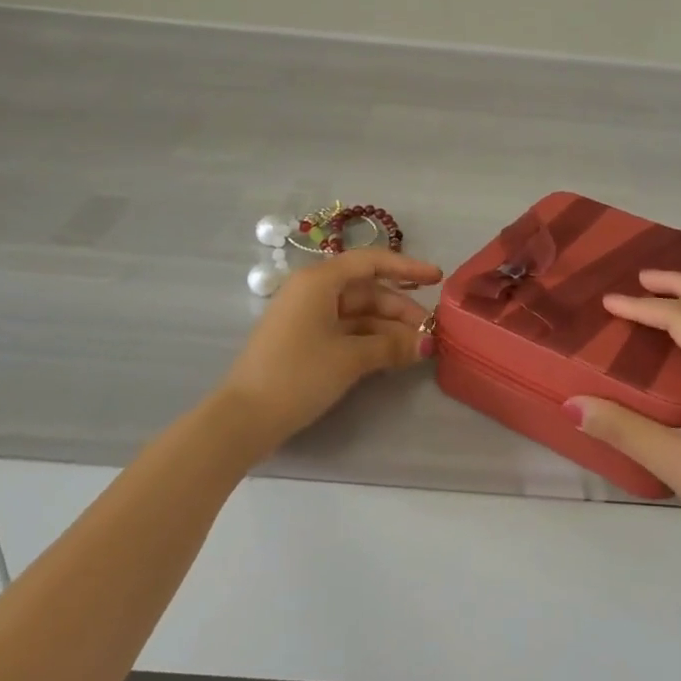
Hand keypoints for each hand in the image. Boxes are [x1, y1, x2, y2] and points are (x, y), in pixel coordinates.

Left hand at [216, 248, 442, 452]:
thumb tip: (427, 343)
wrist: (243, 419)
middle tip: (432, 331)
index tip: (438, 278)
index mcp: (319, 281)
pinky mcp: (304, 340)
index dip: (407, 268)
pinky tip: (393, 355)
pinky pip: (345, 329)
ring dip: (388, 328)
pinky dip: (370, 339)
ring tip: (418, 348)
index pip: (371, 262)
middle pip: (367, 290)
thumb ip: (392, 345)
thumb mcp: (350, 358)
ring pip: (358, 312)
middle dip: (401, 309)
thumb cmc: (297, 375)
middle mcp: (313, 291)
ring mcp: (306, 316)